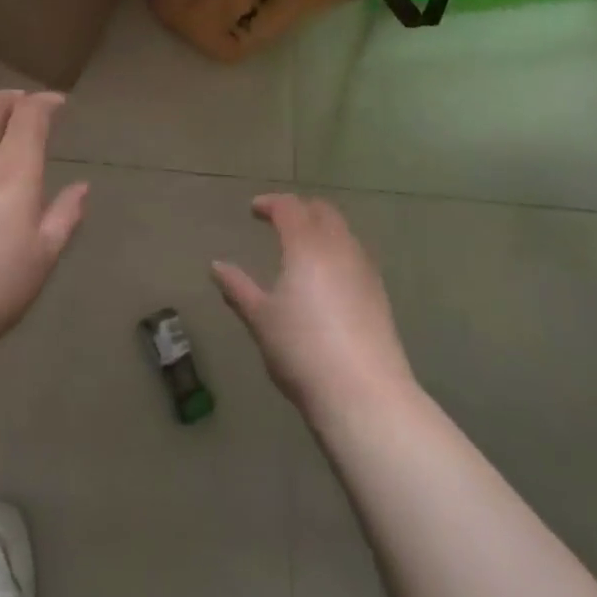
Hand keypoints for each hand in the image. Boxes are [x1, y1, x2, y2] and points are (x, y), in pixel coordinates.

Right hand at [213, 194, 412, 413]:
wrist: (363, 393)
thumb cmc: (302, 350)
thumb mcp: (261, 319)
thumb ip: (238, 288)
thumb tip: (216, 266)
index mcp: (306, 245)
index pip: (289, 207)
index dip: (270, 203)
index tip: (254, 209)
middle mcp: (339, 247)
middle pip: (322, 212)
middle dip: (300, 209)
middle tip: (280, 220)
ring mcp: (364, 269)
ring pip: (343, 232)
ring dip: (322, 229)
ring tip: (303, 247)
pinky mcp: (379, 293)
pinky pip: (356, 255)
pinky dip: (338, 251)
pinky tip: (328, 277)